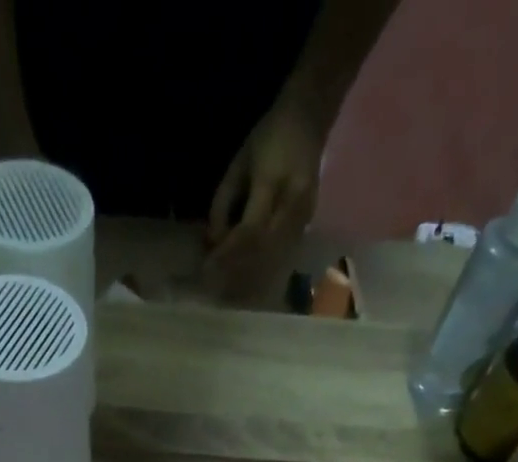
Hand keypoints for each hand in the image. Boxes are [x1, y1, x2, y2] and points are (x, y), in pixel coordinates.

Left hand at [205, 99, 326, 284]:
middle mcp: (293, 203)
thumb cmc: (268, 138)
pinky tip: (248, 280)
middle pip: (263, 251)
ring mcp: (305, 217)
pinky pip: (283, 256)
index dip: (227, 253)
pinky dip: (263, 270)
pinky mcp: (308, 225)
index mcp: (273, 181)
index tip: (207, 267)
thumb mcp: (238, 164)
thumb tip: (212, 243)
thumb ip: (223, 204)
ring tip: (228, 287)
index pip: (249, 230)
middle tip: (214, 284)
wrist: (309, 118)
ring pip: (275, 259)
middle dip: (236, 270)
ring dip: (250, 276)